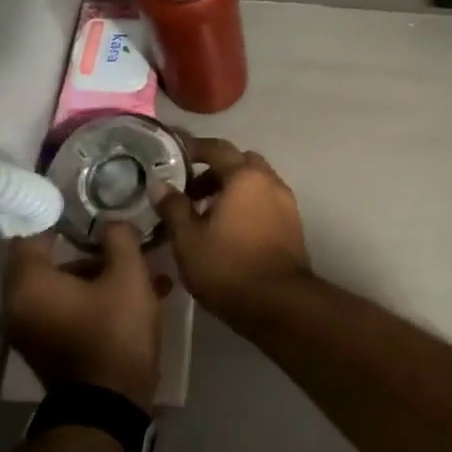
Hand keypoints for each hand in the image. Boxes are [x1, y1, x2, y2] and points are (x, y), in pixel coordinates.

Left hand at [3, 224, 170, 408]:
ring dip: (97, 274)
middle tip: (120, 238)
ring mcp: (29, 330)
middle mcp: (17, 305)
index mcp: (29, 284)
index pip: (30, 233)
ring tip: (142, 271)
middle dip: (88, 248)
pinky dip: (92, 297)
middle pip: (48, 261)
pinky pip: (66, 308)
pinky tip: (137, 295)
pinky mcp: (46, 347)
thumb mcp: (129, 276)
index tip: (86, 206)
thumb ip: (119, 239)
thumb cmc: (115, 333)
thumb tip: (111, 222)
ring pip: (62, 286)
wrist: (109, 407)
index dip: (58, 215)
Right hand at [154, 137, 310, 321]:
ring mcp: (286, 201)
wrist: (278, 302)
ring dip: (232, 187)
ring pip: (255, 181)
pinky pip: (266, 199)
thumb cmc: (227, 267)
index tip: (173, 154)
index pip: (217, 149)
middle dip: (215, 169)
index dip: (193, 148)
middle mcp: (269, 181)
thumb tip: (159, 184)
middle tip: (189, 189)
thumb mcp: (188, 239)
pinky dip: (247, 202)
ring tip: (205, 213)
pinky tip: (229, 227)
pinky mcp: (293, 223)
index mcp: (244, 177)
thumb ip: (173, 207)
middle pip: (240, 161)